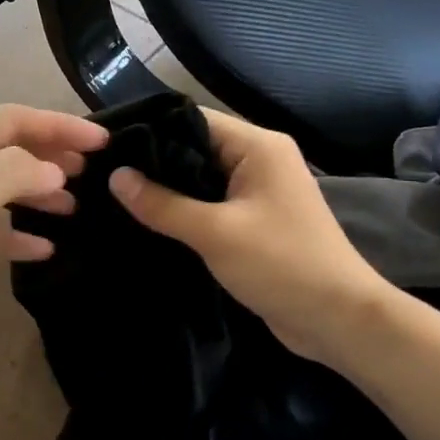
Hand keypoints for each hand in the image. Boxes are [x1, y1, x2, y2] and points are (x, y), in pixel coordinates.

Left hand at [0, 105, 108, 360]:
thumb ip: (12, 173)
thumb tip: (52, 169)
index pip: (9, 119)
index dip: (57, 126)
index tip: (101, 140)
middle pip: (4, 147)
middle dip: (48, 156)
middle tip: (91, 170)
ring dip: (35, 193)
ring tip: (74, 206)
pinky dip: (15, 231)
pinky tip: (43, 246)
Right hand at [108, 108, 389, 365]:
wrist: (336, 319)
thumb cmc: (280, 264)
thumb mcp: (215, 232)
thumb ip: (162, 204)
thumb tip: (115, 176)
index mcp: (258, 147)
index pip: (194, 120)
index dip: (151, 130)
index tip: (108, 147)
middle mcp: (259, 161)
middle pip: (196, 148)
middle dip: (154, 163)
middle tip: (102, 175)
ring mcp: (258, 193)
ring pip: (200, 181)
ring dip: (166, 191)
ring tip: (115, 197)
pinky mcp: (253, 223)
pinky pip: (210, 207)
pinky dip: (183, 212)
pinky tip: (147, 222)